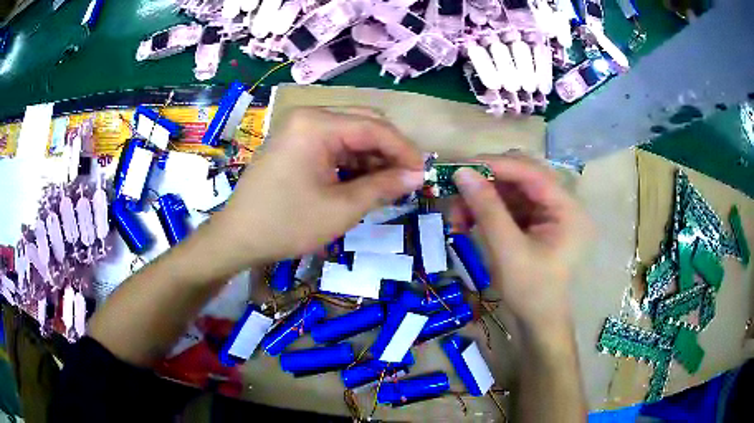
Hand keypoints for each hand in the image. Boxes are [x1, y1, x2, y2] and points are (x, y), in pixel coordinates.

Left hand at [209, 108, 423, 268]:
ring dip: (371, 157)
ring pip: (350, 134)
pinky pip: (333, 144)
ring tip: (385, 186)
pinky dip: (351, 161)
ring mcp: (299, 128)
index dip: (404, 150)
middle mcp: (308, 116)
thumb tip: (417, 176)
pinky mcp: (294, 142)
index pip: (374, 127)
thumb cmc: (286, 224)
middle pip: (364, 123)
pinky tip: (361, 182)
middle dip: (389, 151)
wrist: (237, 237)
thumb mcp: (341, 209)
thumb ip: (383, 187)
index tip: (422, 174)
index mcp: (316, 124)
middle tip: (405, 180)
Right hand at [450, 155, 592, 334]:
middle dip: (487, 181)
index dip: (497, 165)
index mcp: (567, 209)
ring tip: (457, 215)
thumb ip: (487, 209)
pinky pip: (508, 205)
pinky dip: (486, 209)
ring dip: (482, 197)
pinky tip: (466, 221)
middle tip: (457, 189)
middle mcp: (561, 204)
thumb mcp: (508, 251)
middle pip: (522, 176)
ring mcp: (548, 213)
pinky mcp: (534, 222)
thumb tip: (461, 173)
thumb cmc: (530, 292)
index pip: (532, 173)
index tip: (462, 167)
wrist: (537, 323)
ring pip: (511, 189)